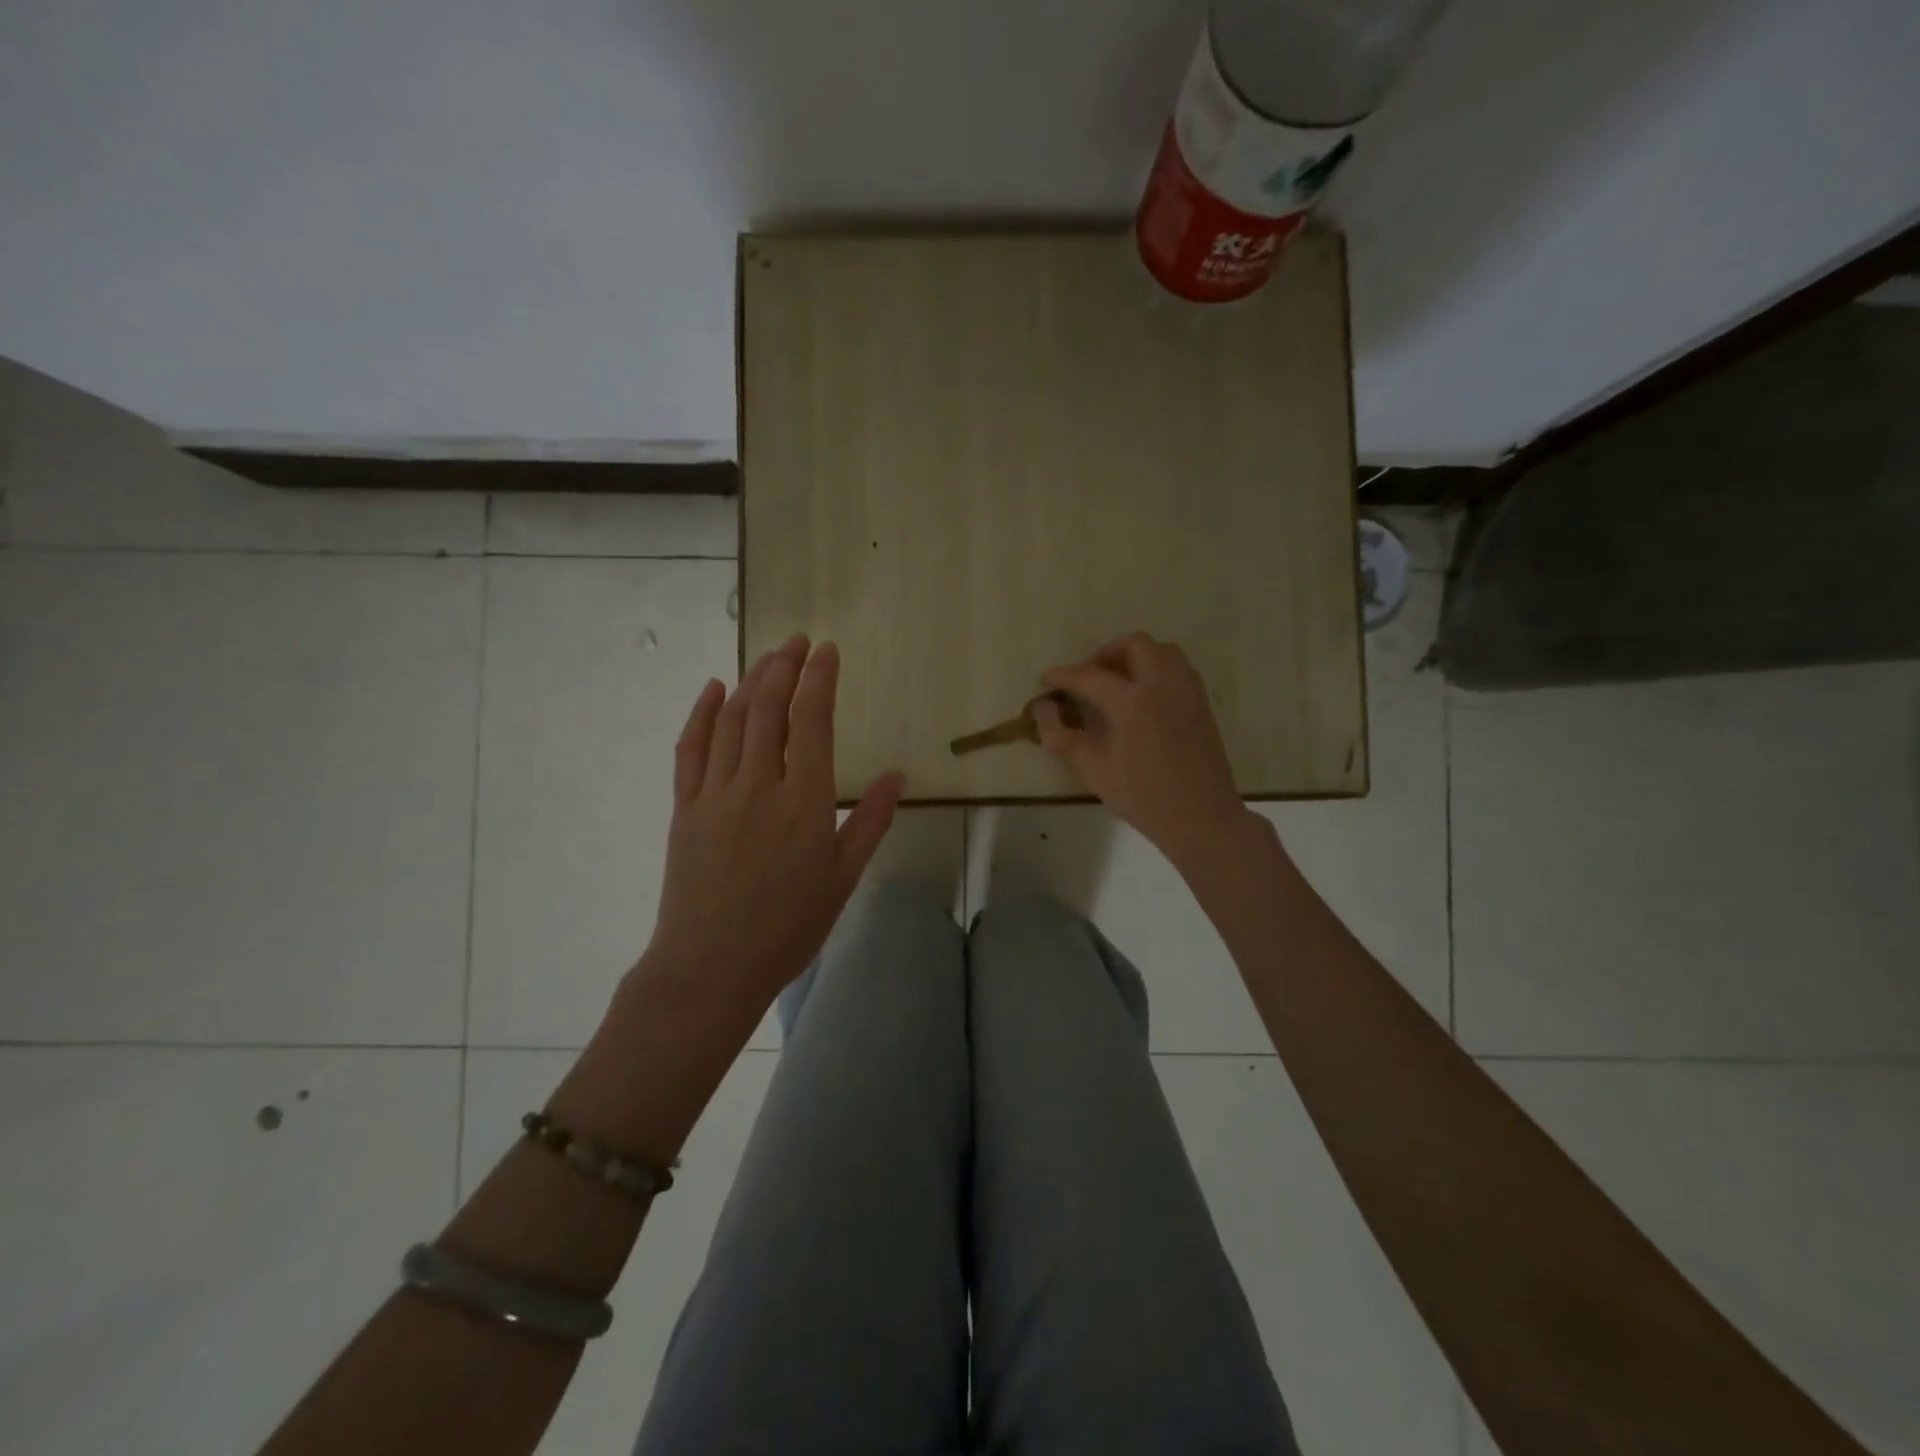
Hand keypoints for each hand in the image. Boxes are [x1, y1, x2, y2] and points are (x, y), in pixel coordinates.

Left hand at [645, 634, 903, 1007]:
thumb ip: (869, 822)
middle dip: (784, 667)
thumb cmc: (788, 927)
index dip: (819, 679)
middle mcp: (759, 783)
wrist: (711, 966)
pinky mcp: (685, 807)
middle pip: (770, 709)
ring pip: (732, 720)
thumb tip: (896, 776)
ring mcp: (716, 792)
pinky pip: (691, 748)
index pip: (812, 721)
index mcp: (804, 800)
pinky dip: (702, 713)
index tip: (826, 650)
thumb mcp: (843, 877)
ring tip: (767, 658)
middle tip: (797, 641)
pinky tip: (714, 689)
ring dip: (751, 681)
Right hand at [1036, 632, 1253, 871]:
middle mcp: (1162, 684)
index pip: (1090, 676)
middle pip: (1134, 645)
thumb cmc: (1143, 796)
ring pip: (1162, 651)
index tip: (1047, 678)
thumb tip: (1043, 714)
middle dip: (1106, 654)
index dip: (1065, 675)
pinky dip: (1158, 670)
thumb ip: (1066, 737)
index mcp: (1132, 700)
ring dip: (1136, 657)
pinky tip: (1145, 699)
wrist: (1201, 817)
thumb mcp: (1095, 770)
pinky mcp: (1202, 704)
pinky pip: (1179, 669)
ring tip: (1118, 683)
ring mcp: (1187, 691)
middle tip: (1088, 678)